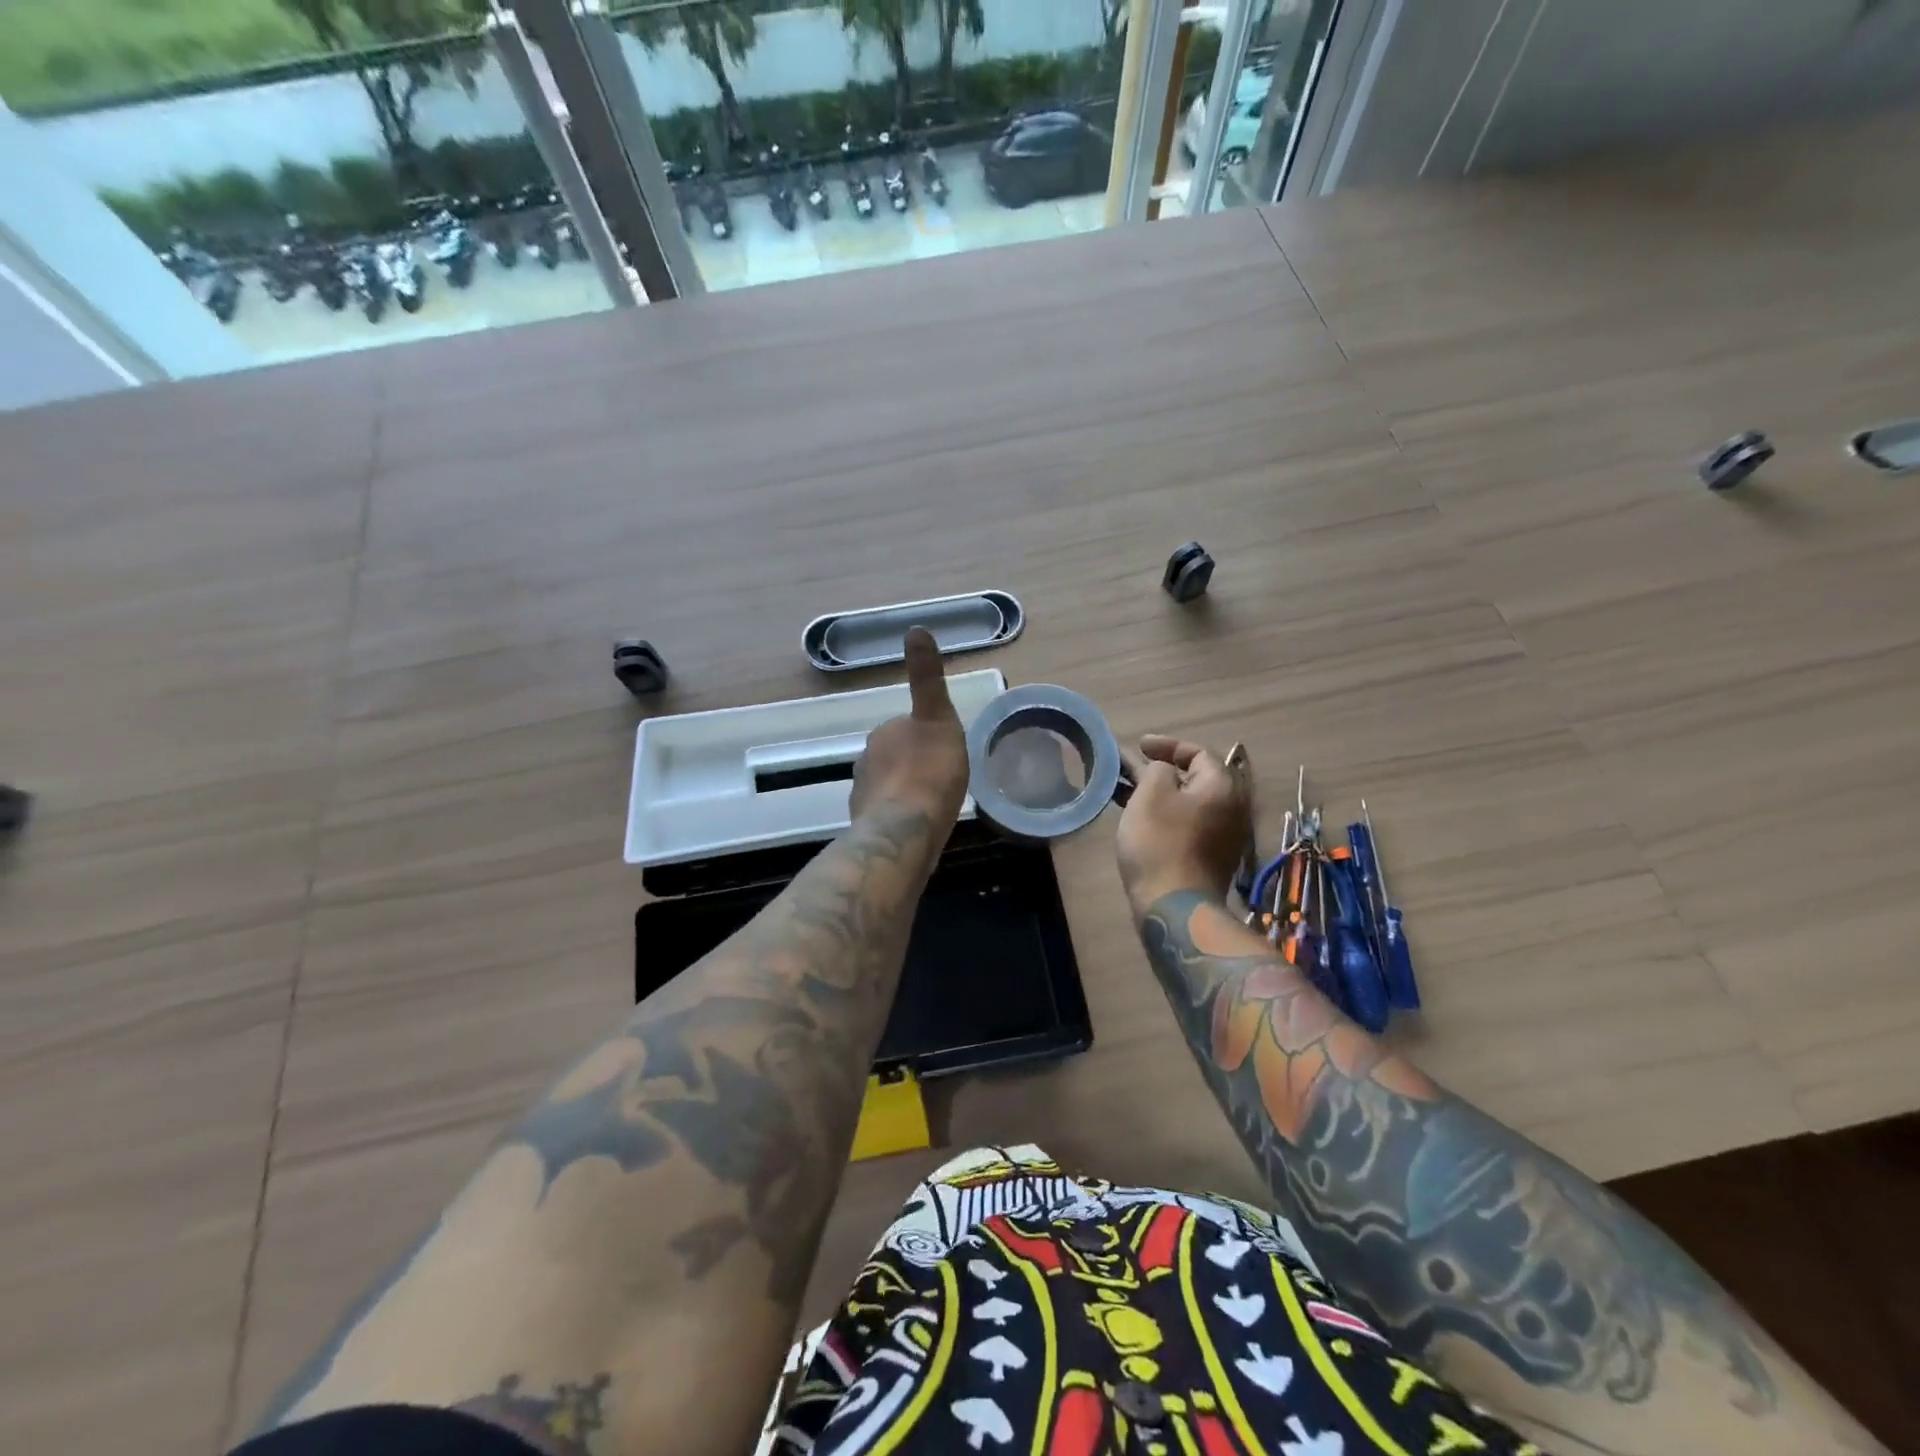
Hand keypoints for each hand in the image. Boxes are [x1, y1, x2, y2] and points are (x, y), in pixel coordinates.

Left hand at [849, 627, 968, 828]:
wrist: (905, 830)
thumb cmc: (929, 772)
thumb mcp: (938, 717)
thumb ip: (927, 678)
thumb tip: (916, 628)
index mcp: (885, 733)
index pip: (905, 726)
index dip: (926, 737)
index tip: (943, 753)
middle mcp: (866, 758)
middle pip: (895, 755)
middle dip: (914, 763)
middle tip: (941, 780)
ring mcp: (863, 793)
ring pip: (889, 785)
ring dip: (906, 790)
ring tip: (931, 806)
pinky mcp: (864, 823)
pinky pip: (886, 812)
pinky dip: (899, 815)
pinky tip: (916, 827)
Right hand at [1115, 734, 1251, 907]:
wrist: (1174, 906)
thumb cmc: (1160, 842)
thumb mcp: (1151, 793)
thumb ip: (1157, 769)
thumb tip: (1164, 771)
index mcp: (1222, 787)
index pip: (1199, 752)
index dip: (1167, 745)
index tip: (1139, 745)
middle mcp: (1232, 808)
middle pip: (1196, 778)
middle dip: (1161, 770)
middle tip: (1131, 767)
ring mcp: (1224, 836)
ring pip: (1189, 802)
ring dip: (1159, 792)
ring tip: (1126, 791)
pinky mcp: (1210, 857)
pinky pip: (1188, 823)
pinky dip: (1165, 813)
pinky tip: (1139, 817)